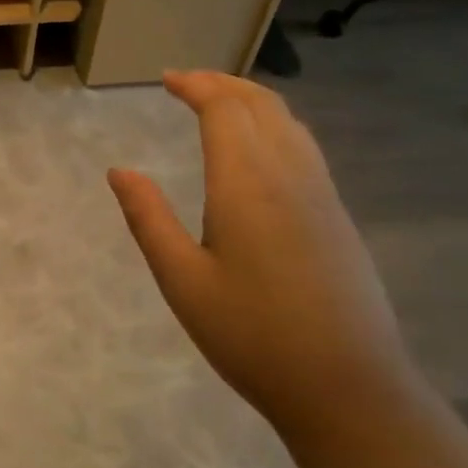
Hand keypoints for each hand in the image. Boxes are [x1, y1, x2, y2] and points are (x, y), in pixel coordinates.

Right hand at [107, 71, 419, 446]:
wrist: (348, 388)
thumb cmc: (252, 336)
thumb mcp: (182, 280)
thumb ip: (148, 219)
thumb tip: (119, 171)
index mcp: (247, 184)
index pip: (224, 110)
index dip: (195, 86)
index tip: (166, 79)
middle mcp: (290, 176)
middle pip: (261, 105)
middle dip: (223, 83)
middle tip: (187, 82)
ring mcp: (321, 195)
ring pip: (289, 123)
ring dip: (252, 100)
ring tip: (219, 103)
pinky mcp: (337, 217)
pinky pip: (304, 147)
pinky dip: (275, 125)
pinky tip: (259, 148)